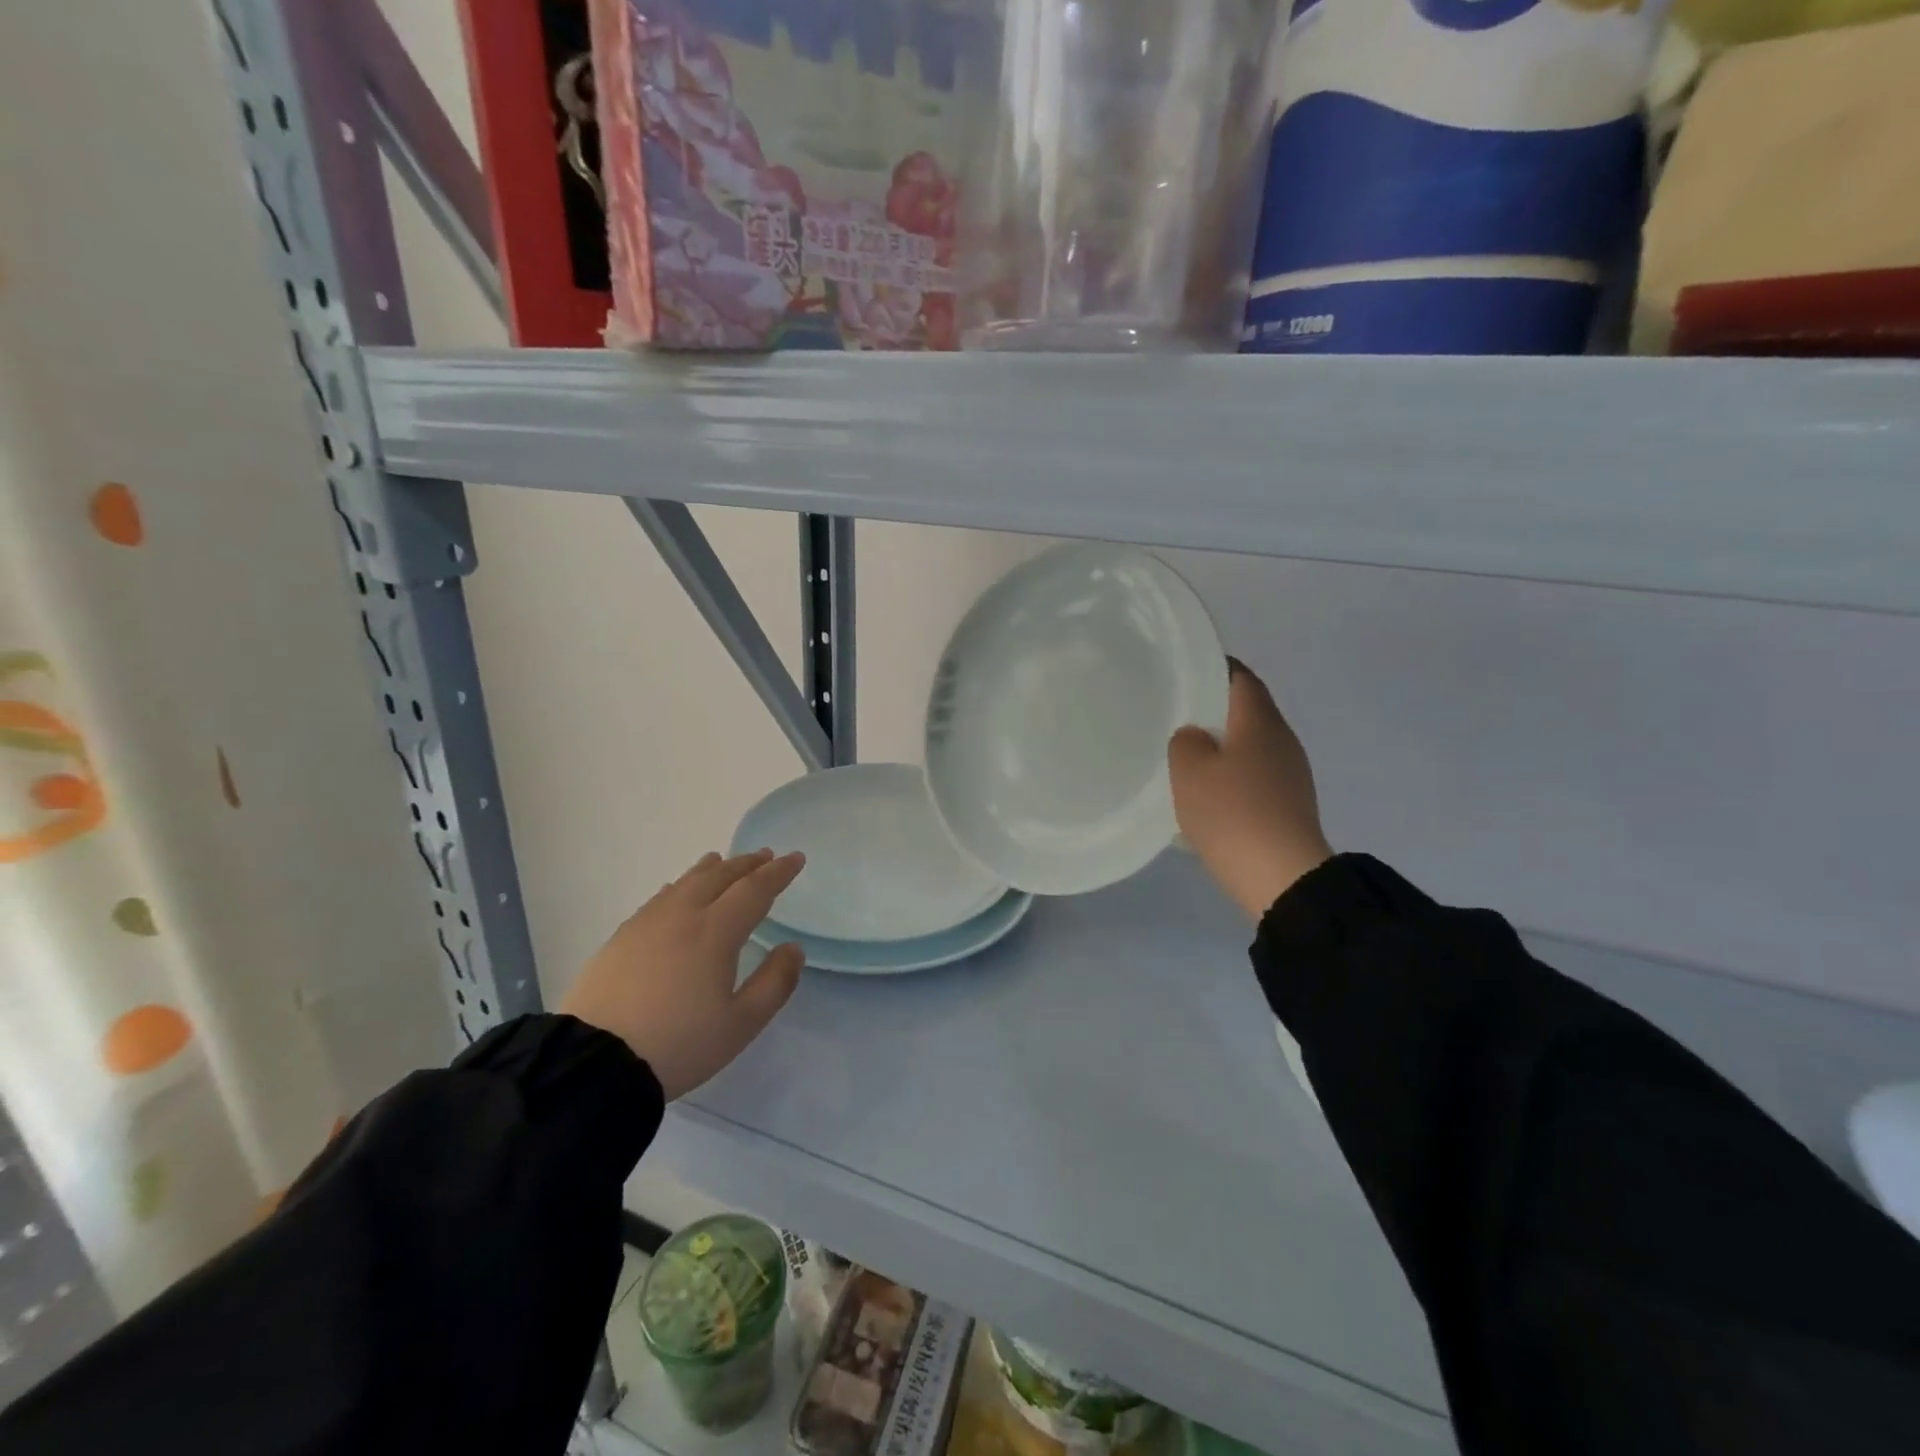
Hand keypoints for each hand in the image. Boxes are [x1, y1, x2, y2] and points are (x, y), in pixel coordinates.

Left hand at [561, 849, 805, 1099]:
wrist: (594, 1062)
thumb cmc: (679, 1044)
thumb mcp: (741, 1024)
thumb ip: (774, 982)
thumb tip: (792, 948)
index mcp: (716, 932)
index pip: (754, 889)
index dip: (778, 872)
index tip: (796, 858)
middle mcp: (683, 915)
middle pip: (719, 877)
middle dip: (746, 864)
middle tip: (764, 855)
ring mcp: (647, 924)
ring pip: (685, 882)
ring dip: (711, 869)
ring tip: (722, 861)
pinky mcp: (621, 938)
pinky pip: (660, 898)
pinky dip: (680, 886)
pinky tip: (677, 891)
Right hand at [1169, 661, 1332, 922]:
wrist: (1281, 876)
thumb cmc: (1231, 813)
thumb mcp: (1189, 771)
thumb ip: (1185, 742)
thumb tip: (1196, 737)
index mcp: (1260, 721)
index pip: (1240, 677)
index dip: (1214, 668)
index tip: (1185, 671)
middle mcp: (1282, 739)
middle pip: (1247, 711)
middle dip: (1214, 709)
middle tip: (1176, 715)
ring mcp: (1291, 773)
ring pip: (1251, 745)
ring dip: (1222, 746)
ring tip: (1186, 756)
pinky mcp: (1290, 803)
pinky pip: (1256, 775)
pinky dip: (1232, 775)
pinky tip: (1209, 794)